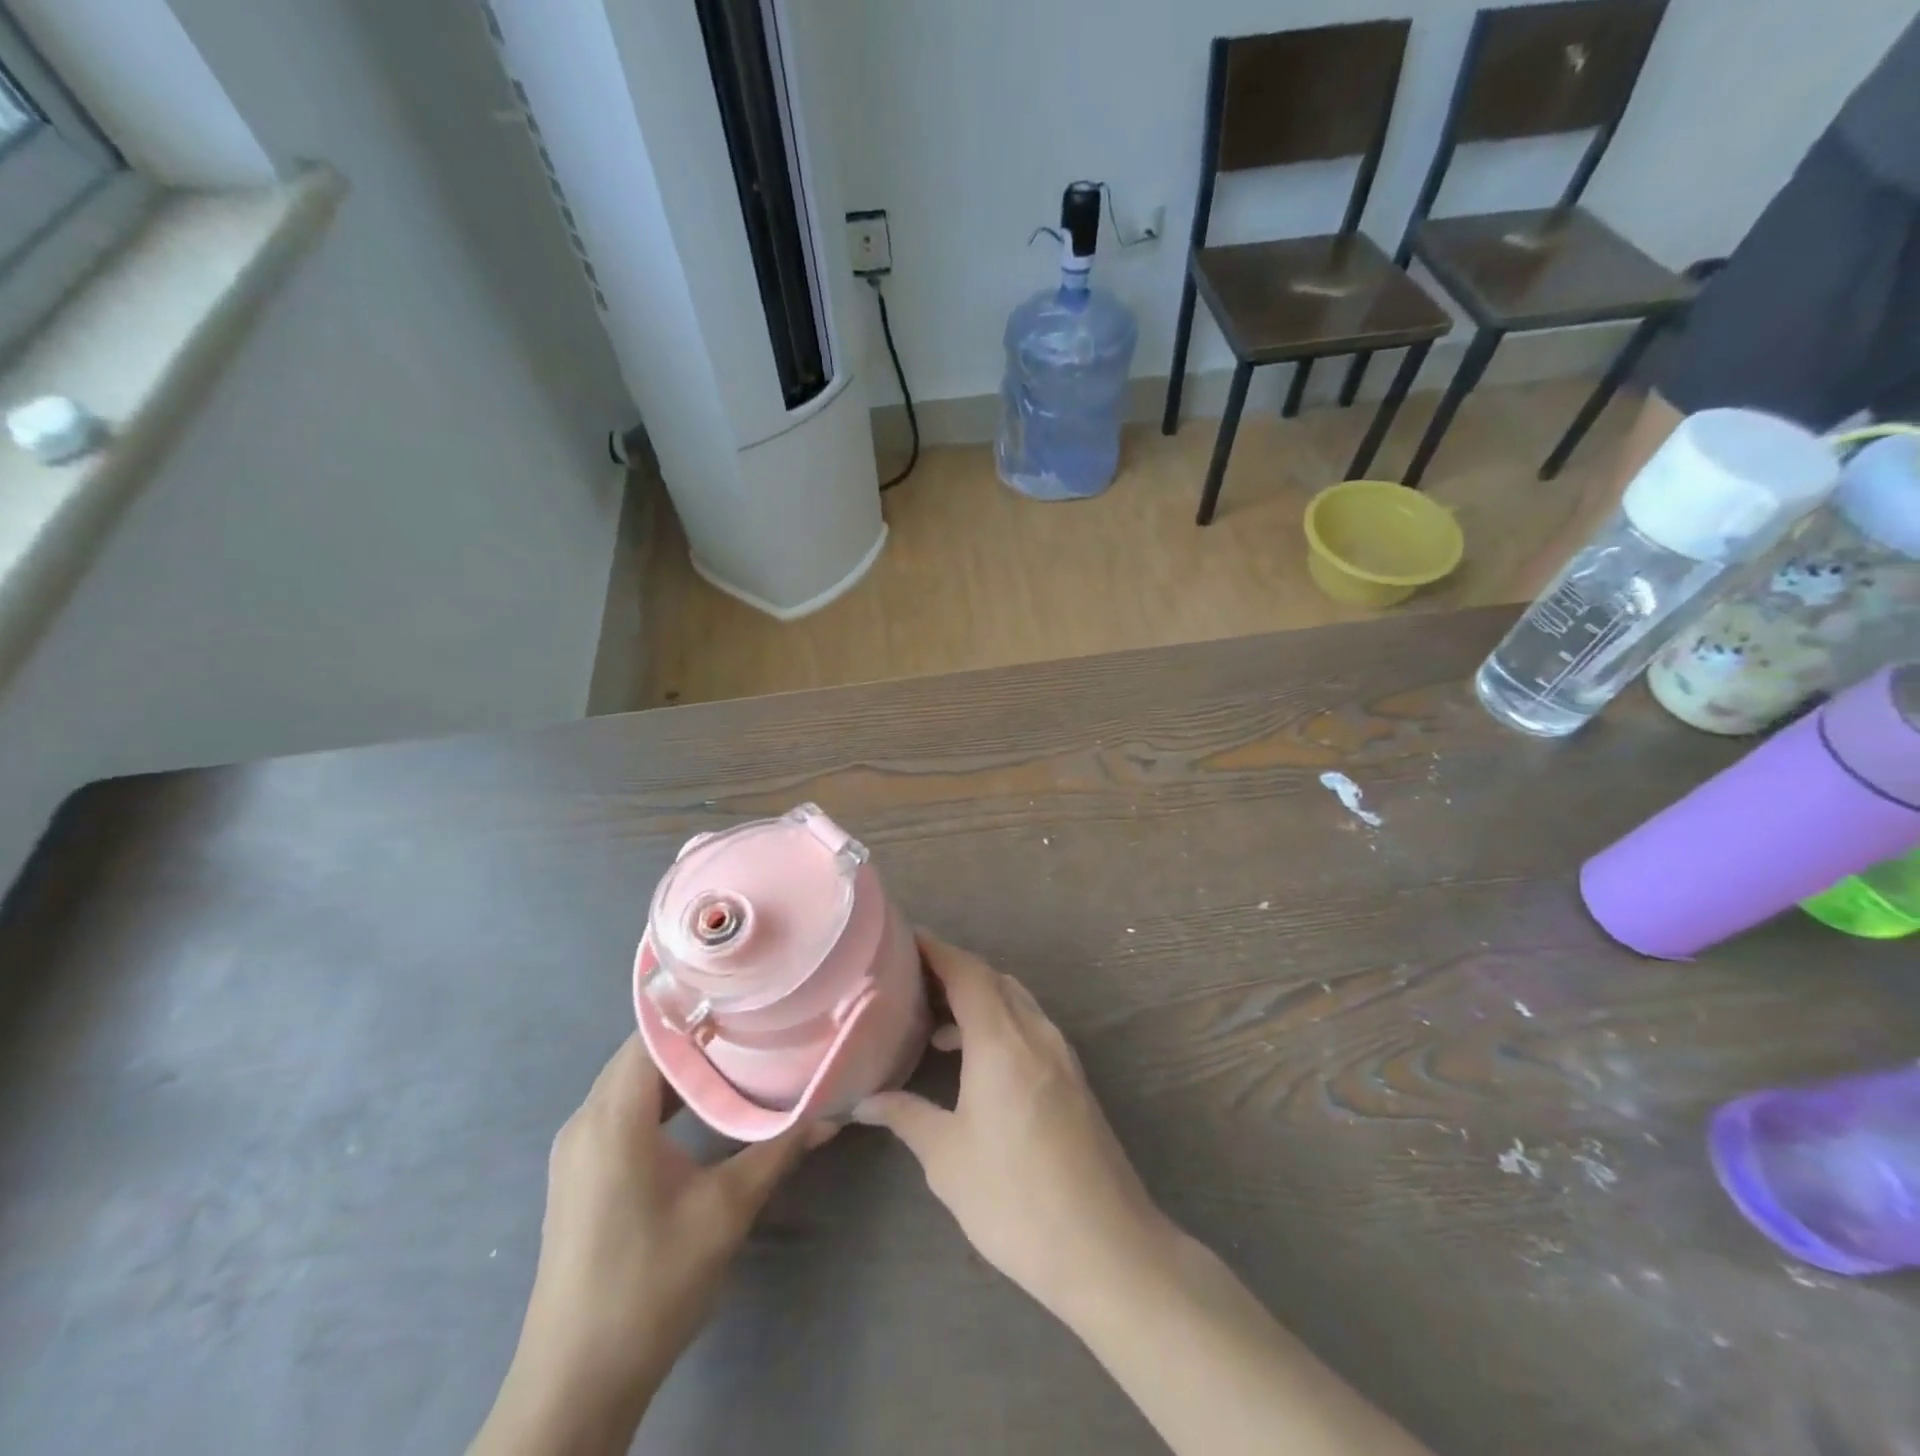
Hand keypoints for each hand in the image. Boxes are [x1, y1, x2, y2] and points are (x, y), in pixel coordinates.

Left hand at [472, 1036, 833, 1455]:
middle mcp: (585, 1122)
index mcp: (612, 1118)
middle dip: (696, 1034)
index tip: (746, 998)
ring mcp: (577, 1150)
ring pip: (631, 1082)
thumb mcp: (726, 1211)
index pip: (652, 1035)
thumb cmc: (651, 1284)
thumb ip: (778, 1151)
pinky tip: (700, 1106)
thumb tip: (832, 1114)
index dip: (697, 1009)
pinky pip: (621, 1110)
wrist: (576, 1384)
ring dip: (679, 1067)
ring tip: (736, 1054)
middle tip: (752, 1022)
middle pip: (641, 1054)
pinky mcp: (580, 1174)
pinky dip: (661, 1097)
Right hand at [853, 933, 1171, 1320]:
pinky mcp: (1073, 1077)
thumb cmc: (1016, 1199)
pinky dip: (998, 1022)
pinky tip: (974, 1059)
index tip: (903, 939)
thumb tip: (864, 1099)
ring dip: (977, 998)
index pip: (967, 972)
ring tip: (933, 1020)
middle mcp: (1035, 1033)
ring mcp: (1061, 1053)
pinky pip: (1029, 1026)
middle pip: (993, 979)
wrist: (1106, 1247)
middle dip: (953, 971)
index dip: (936, 950)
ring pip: (1015, 1001)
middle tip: (909, 980)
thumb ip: (907, 1116)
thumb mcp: (948, 1158)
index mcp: (1002, 1040)